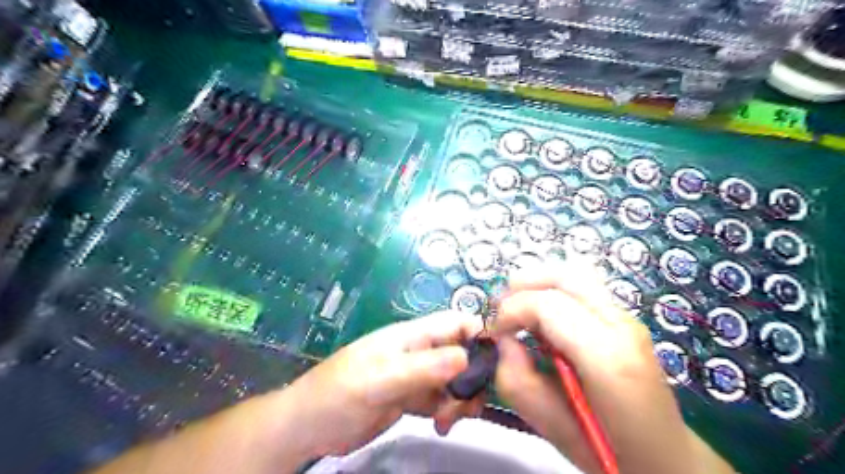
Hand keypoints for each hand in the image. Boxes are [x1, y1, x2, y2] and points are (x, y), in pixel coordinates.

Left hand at [280, 311, 485, 458]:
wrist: (308, 426)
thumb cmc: (339, 393)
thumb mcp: (380, 380)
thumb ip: (422, 367)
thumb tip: (467, 355)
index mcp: (412, 336)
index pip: (455, 322)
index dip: (480, 333)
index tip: (499, 361)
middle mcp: (418, 352)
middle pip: (461, 353)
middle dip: (472, 376)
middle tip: (468, 405)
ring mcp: (415, 376)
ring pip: (454, 380)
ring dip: (460, 399)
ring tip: (448, 421)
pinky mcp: (411, 398)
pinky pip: (441, 400)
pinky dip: (448, 412)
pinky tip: (440, 427)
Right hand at [496, 262, 732, 472]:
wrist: (667, 458)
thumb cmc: (611, 452)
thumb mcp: (553, 428)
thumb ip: (518, 381)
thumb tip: (503, 340)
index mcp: (607, 357)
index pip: (548, 305)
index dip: (512, 310)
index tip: (494, 332)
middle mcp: (622, 326)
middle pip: (566, 276)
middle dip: (524, 284)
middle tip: (501, 310)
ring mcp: (628, 318)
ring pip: (577, 274)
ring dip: (539, 283)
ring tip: (519, 308)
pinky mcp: (625, 319)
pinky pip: (583, 288)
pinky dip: (554, 290)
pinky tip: (543, 316)